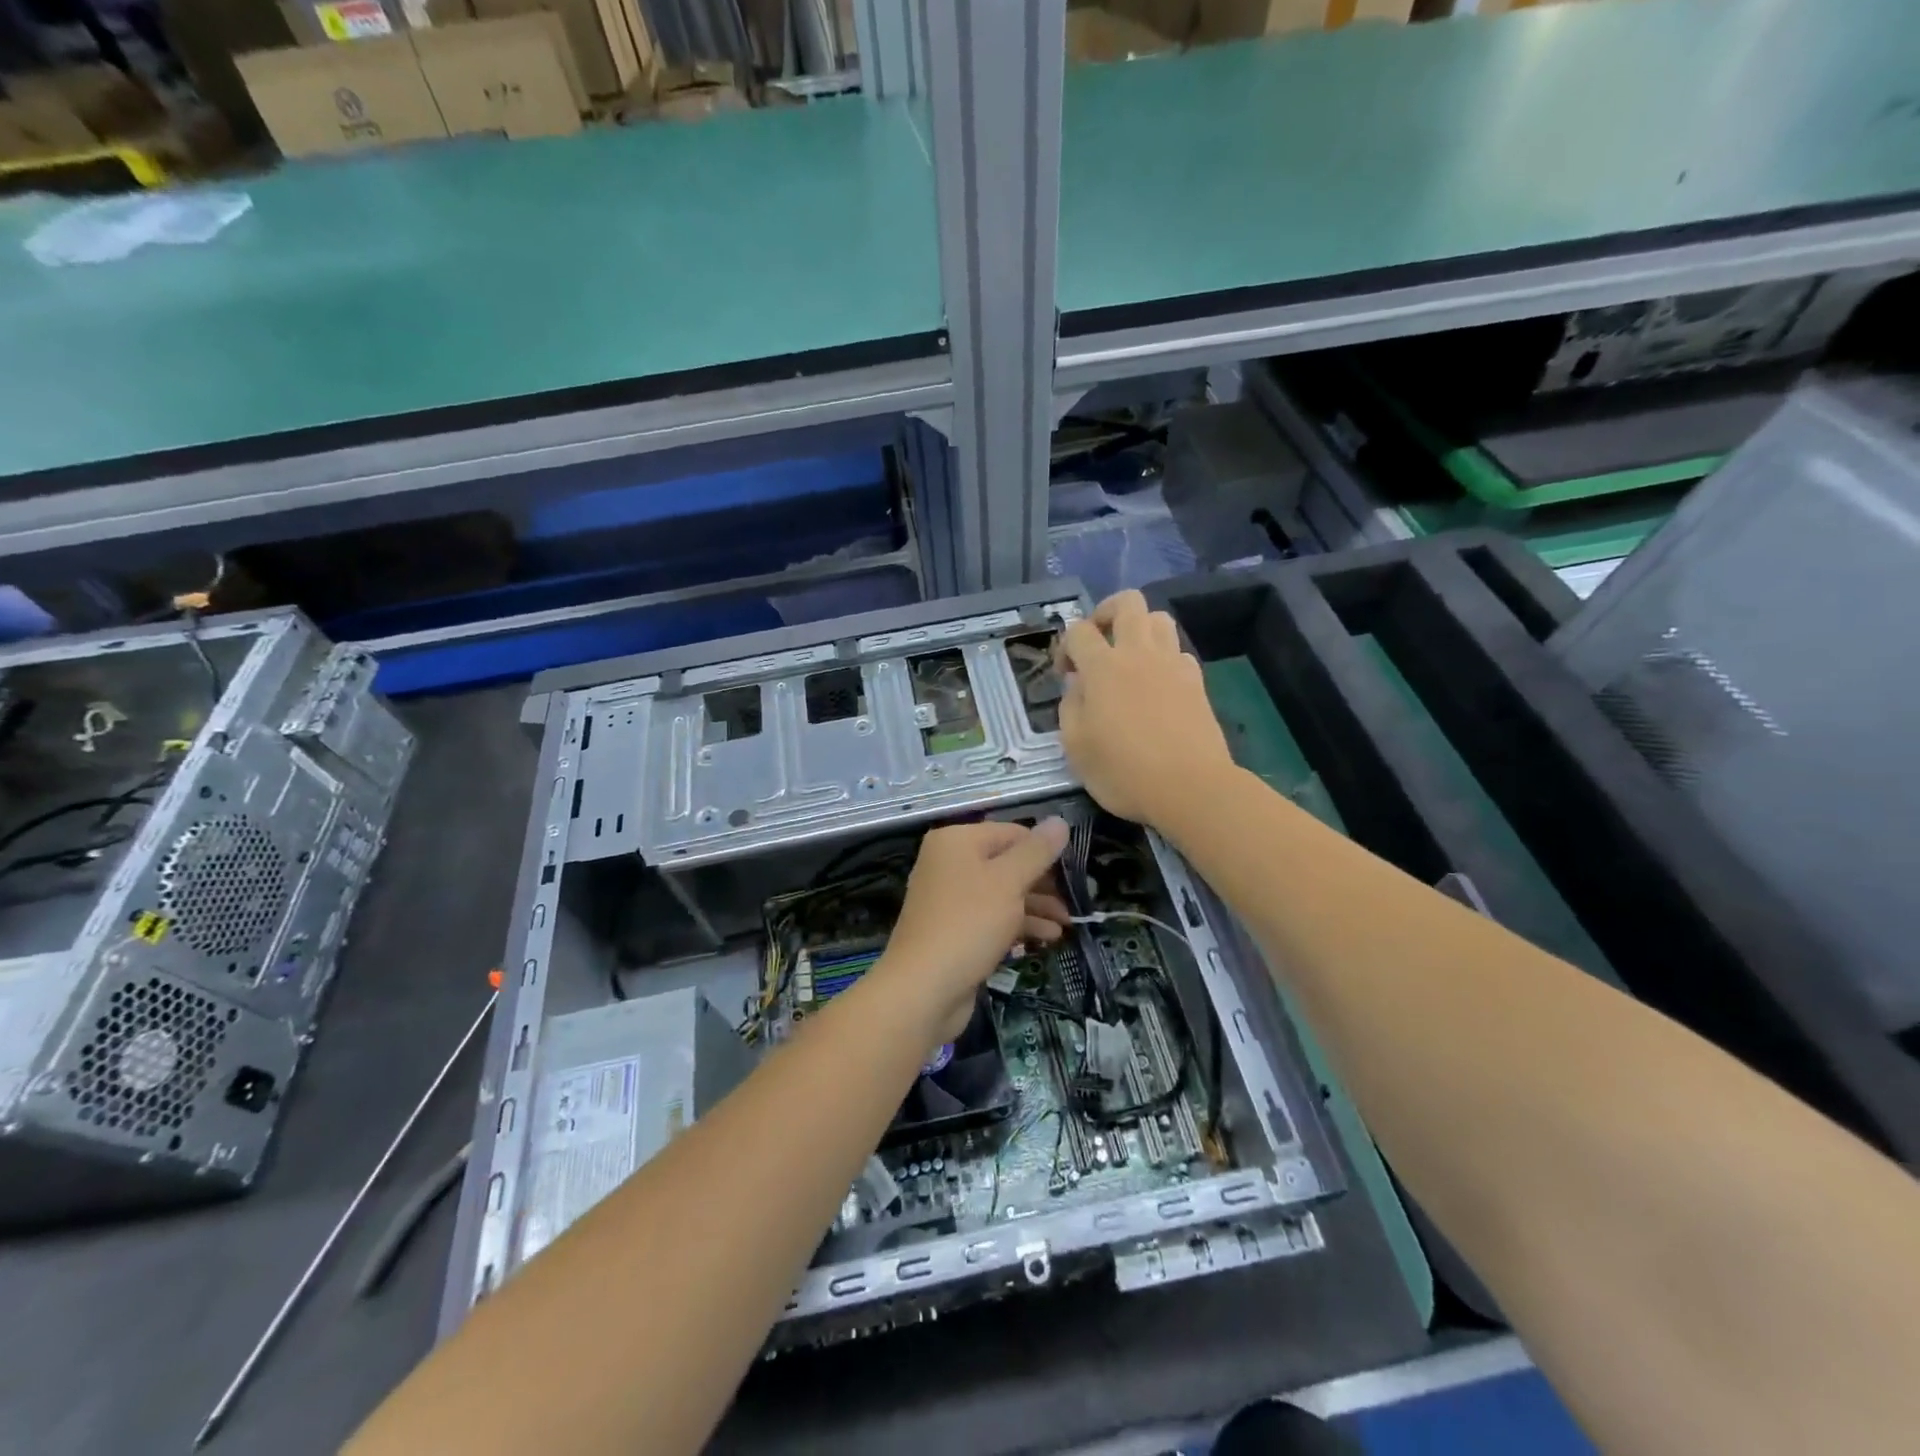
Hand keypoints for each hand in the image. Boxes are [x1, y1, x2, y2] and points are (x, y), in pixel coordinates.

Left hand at [877, 819, 1070, 1042]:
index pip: (1011, 833)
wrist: (924, 988)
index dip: (1044, 850)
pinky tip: (1047, 938)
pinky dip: (1019, 924)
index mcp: (956, 841)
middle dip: (1042, 883)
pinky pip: (992, 917)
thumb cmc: (969, 923)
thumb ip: (1037, 851)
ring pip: (1002, 893)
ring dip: (1036, 906)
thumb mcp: (1009, 882)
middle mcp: (949, 863)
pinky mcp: (955, 929)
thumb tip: (1060, 821)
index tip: (1074, 872)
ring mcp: (950, 898)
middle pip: (1007, 863)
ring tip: (1067, 925)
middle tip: (1074, 902)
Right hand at [1057, 590, 1236, 827]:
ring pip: (1159, 619)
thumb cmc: (1124, 772)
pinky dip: (1164, 658)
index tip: (1065, 675)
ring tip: (1129, 658)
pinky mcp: (1197, 682)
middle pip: (1127, 603)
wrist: (1191, 788)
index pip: (1078, 631)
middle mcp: (1139, 654)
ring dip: (1140, 629)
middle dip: (1106, 613)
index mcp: (1103, 668)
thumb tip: (1077, 686)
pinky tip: (1157, 685)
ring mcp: (1172, 665)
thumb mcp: (1076, 748)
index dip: (1065, 646)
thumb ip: (1070, 708)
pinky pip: (1179, 652)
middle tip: (1098, 642)